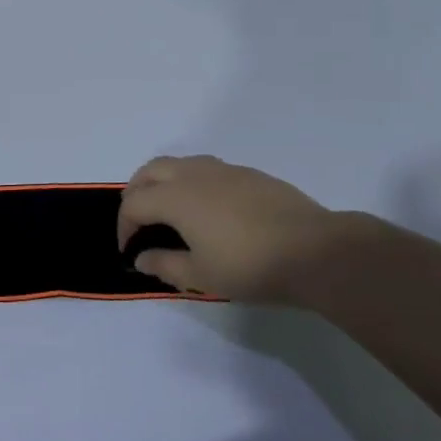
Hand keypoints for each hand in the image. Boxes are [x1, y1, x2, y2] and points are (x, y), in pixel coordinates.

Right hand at [116, 155, 345, 303]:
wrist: (316, 251)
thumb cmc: (250, 266)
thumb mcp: (201, 276)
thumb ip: (165, 265)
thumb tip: (142, 257)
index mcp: (175, 198)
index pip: (134, 204)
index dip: (124, 227)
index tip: (130, 251)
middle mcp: (193, 175)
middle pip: (149, 171)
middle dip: (136, 193)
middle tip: (139, 221)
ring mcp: (223, 170)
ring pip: (179, 164)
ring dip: (163, 182)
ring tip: (169, 210)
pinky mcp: (249, 174)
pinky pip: (206, 169)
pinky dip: (192, 182)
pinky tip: (208, 209)